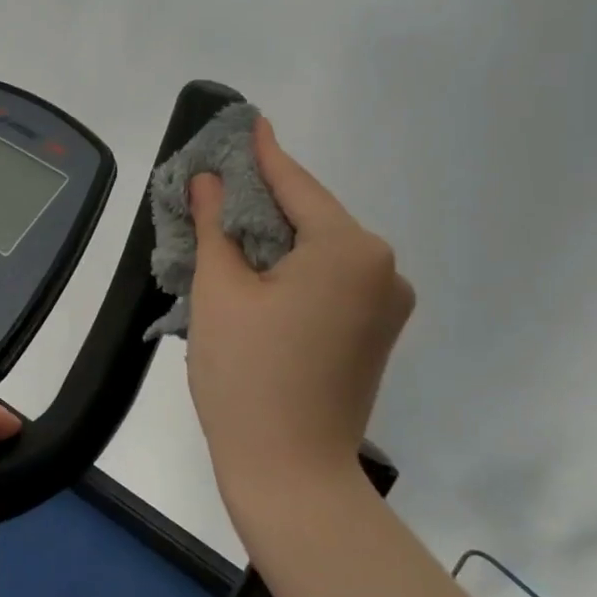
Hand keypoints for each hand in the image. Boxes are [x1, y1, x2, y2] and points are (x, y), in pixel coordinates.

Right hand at [187, 117, 413, 524]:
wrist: (291, 475)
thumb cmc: (247, 377)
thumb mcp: (219, 291)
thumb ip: (215, 224)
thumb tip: (209, 180)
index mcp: (350, 249)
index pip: (296, 186)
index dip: (263, 154)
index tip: (247, 121)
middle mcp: (383, 268)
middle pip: (313, 217)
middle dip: (265, 199)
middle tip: (220, 179)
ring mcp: (387, 304)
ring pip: (321, 250)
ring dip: (278, 237)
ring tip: (229, 223)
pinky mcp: (377, 333)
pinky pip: (332, 280)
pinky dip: (295, 268)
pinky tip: (259, 268)